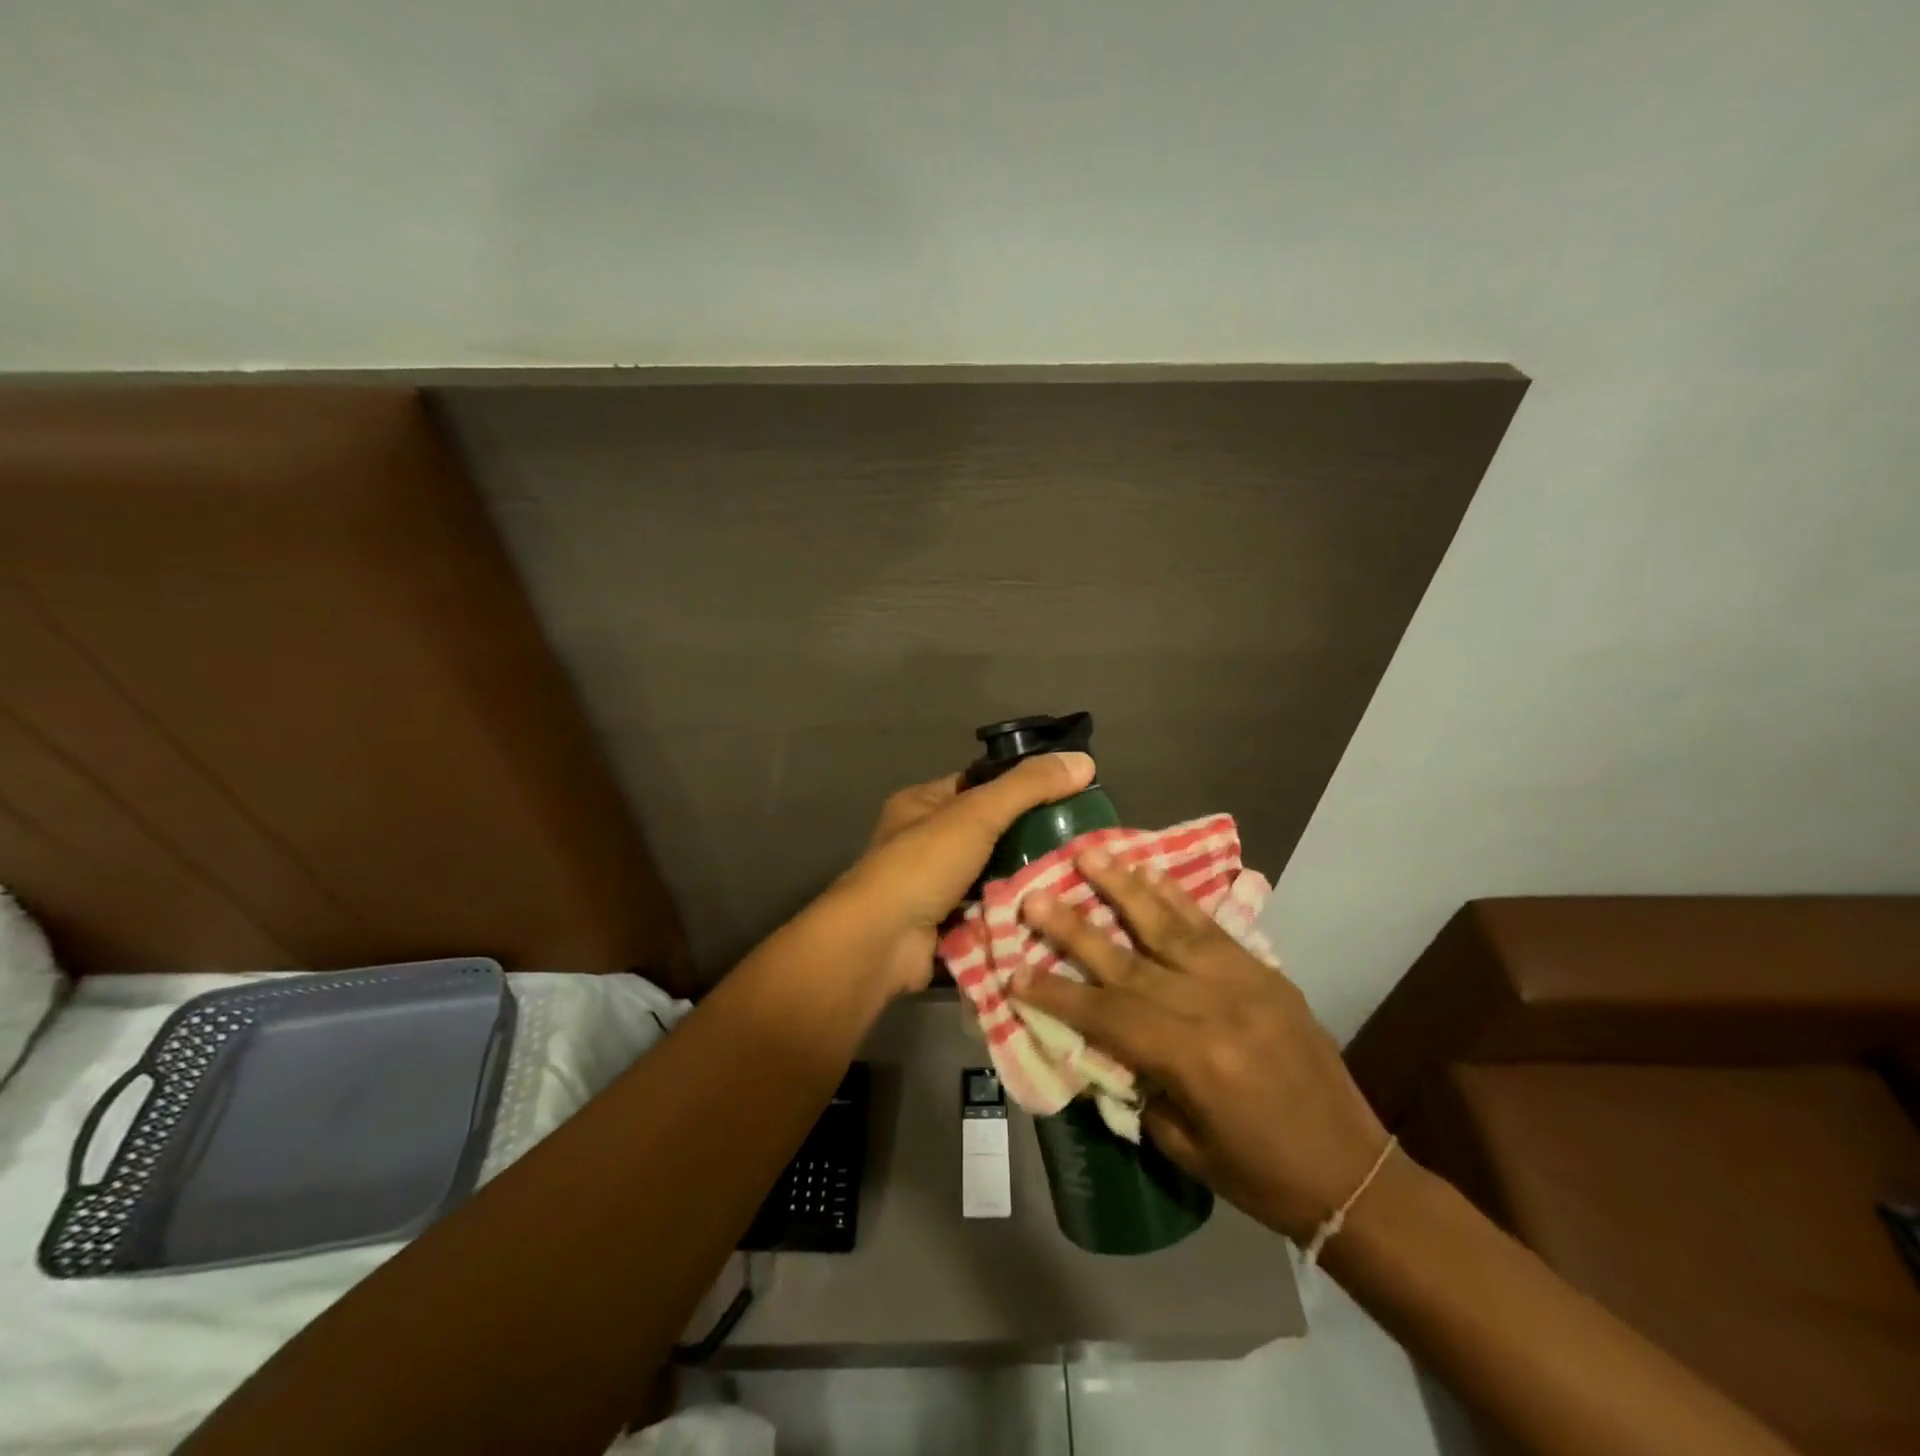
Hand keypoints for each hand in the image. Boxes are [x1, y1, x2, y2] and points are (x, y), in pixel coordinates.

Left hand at [830, 752, 1096, 997]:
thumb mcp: (977, 813)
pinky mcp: (946, 924)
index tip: (1069, 795)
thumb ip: (1028, 786)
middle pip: (991, 832)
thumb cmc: (922, 865)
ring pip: (993, 874)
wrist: (880, 943)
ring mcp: (935, 886)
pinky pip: (989, 910)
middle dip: (1032, 839)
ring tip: (1079, 877)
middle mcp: (927, 841)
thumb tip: (1084, 760)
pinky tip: (1056, 910)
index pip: (981, 784)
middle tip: (1082, 844)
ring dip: (1027, 879)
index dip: (1022, 787)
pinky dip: (1014, 911)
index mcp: (924, 804)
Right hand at [1012, 850, 1390, 1242]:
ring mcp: (1244, 982)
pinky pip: (1213, 927)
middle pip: (1129, 959)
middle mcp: (1214, 1008)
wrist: (1353, 1171)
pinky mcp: (1266, 973)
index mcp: (1192, 1059)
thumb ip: (1139, 1083)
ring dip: (1125, 888)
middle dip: (1076, 927)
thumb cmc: (1260, 1175)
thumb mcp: (1184, 1145)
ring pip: (1172, 926)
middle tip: (1035, 896)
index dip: (1057, 995)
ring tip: (1091, 855)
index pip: (1107, 1015)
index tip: (1014, 973)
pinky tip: (1151, 871)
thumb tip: (1103, 1040)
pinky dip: (1178, 897)